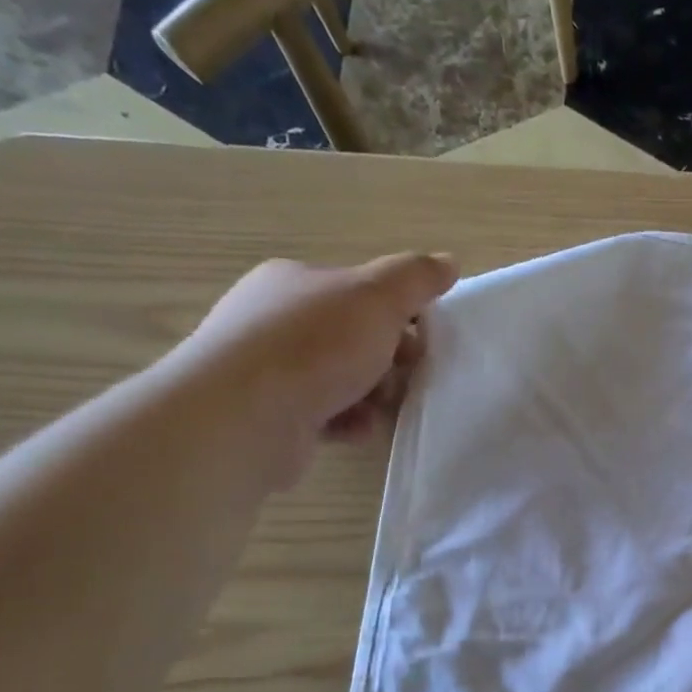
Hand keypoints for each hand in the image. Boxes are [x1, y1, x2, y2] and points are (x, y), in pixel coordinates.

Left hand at [172, 253, 457, 483]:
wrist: (244, 417)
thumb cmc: (314, 347)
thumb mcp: (377, 298)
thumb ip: (415, 278)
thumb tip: (448, 262)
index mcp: (295, 281)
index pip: (359, 290)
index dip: (399, 312)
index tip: (424, 339)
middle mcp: (276, 319)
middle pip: (354, 337)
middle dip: (388, 359)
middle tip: (407, 376)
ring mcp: (269, 369)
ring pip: (343, 379)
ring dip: (373, 395)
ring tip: (381, 408)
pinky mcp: (270, 413)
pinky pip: (326, 414)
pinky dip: (349, 421)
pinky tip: (356, 429)